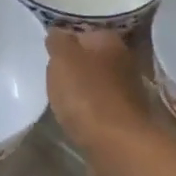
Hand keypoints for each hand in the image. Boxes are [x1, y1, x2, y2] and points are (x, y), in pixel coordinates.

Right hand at [45, 29, 155, 156]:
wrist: (117, 144)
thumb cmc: (87, 95)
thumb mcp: (63, 60)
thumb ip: (58, 42)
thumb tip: (57, 32)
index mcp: (110, 41)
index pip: (84, 33)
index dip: (64, 42)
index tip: (48, 55)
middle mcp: (124, 61)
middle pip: (92, 59)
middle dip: (74, 67)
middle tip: (52, 77)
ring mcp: (128, 91)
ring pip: (97, 84)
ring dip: (82, 90)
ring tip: (60, 100)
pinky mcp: (125, 118)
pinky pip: (100, 107)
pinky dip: (88, 111)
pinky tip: (76, 119)